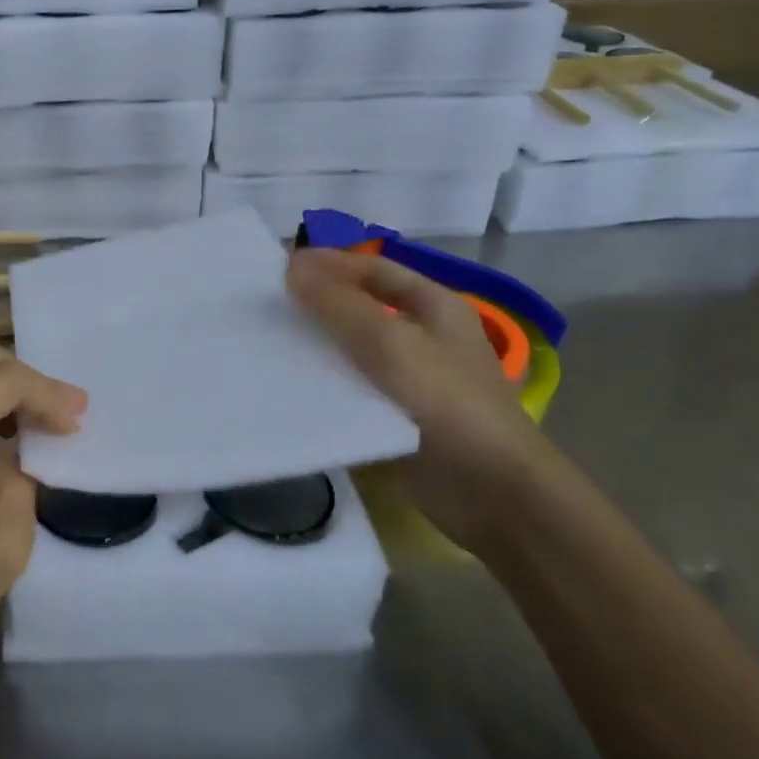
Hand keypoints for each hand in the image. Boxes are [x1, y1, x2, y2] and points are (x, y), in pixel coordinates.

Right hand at [287, 249, 565, 551]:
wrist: (493, 494)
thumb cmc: (448, 404)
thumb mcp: (391, 343)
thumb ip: (340, 304)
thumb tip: (293, 267)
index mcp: (434, 307)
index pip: (373, 269)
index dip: (328, 264)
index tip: (278, 269)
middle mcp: (421, 337)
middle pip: (360, 308)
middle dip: (315, 305)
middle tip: (264, 305)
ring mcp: (408, 380)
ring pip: (351, 352)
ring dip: (314, 346)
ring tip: (266, 342)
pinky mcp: (393, 418)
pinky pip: (350, 391)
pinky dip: (321, 385)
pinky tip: (286, 386)